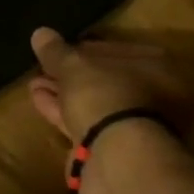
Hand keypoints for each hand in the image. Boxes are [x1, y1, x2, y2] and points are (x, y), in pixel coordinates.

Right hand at [28, 28, 193, 143]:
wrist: (118, 160)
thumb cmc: (106, 96)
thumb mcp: (75, 66)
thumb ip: (57, 51)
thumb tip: (40, 33)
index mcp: (159, 68)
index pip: (118, 51)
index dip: (84, 49)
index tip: (59, 50)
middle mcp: (157, 97)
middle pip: (107, 80)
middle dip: (72, 75)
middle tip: (44, 68)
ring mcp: (138, 127)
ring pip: (95, 105)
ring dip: (64, 94)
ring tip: (35, 84)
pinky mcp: (117, 152)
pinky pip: (88, 124)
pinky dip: (64, 113)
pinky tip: (39, 101)